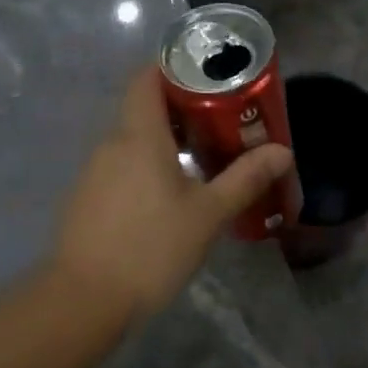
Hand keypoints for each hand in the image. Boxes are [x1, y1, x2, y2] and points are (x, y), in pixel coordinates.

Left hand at [52, 68, 294, 321]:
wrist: (85, 299)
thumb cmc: (152, 248)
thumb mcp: (207, 214)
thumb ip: (245, 179)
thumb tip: (282, 151)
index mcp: (139, 136)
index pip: (146, 78)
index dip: (173, 67)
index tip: (207, 77)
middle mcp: (111, 144)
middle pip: (143, 109)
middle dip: (181, 110)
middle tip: (221, 124)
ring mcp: (93, 172)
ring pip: (132, 142)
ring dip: (164, 143)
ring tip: (202, 161)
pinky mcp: (86, 199)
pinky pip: (120, 168)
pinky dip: (145, 168)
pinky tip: (168, 197)